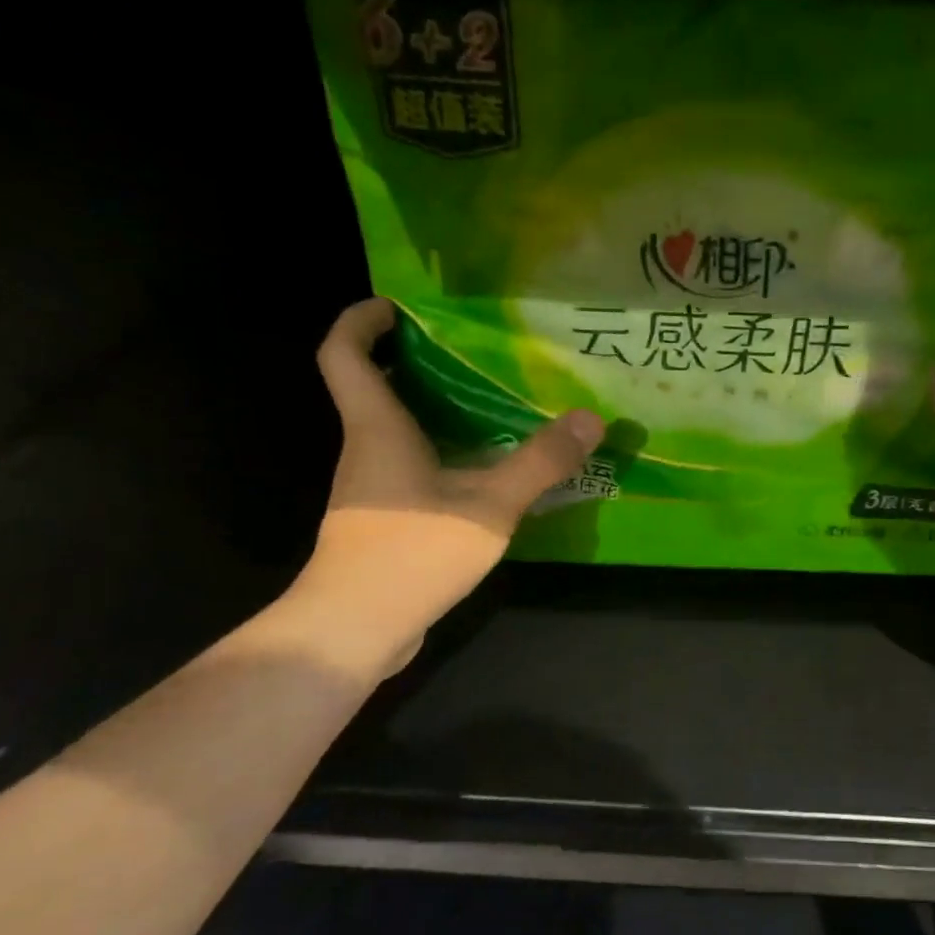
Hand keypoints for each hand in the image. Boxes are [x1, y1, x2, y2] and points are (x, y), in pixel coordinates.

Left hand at [288, 298, 603, 675]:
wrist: (356, 628)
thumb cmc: (413, 551)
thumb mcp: (490, 504)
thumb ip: (541, 462)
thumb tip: (590, 419)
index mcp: (377, 429)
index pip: (345, 354)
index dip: (361, 320)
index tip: (396, 306)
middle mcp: (365, 450)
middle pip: (374, 389)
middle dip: (413, 363)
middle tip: (471, 353)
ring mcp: (370, 490)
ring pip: (396, 433)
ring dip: (433, 412)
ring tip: (491, 407)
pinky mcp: (383, 522)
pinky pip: (410, 470)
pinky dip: (441, 455)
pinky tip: (484, 472)